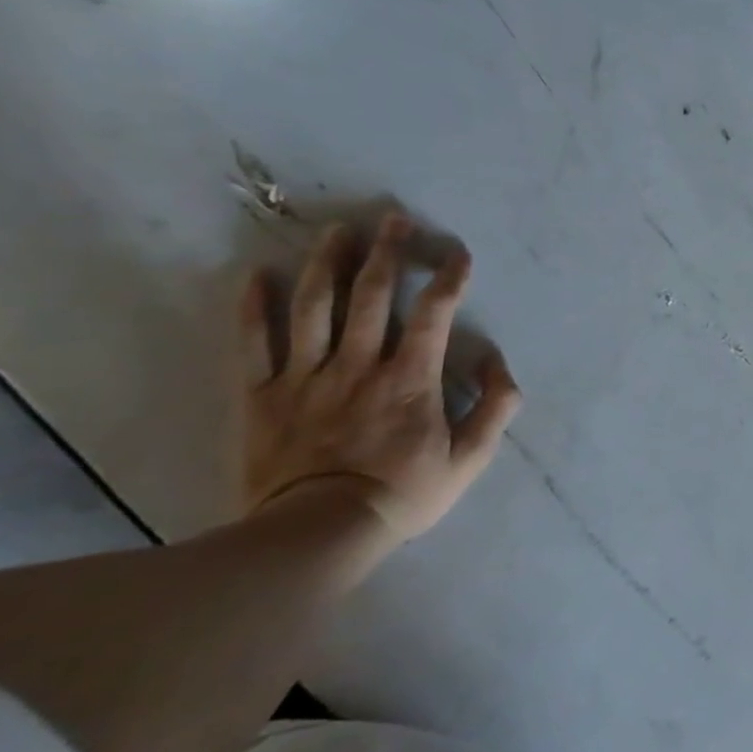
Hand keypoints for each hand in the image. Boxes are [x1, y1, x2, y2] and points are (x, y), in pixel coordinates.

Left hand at [238, 214, 520, 544]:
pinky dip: (253, 307)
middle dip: (386, 253)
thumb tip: (498, 363)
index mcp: (411, 378)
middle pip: (371, 296)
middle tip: (393, 219)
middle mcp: (359, 364)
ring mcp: (306, 376)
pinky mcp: (262, 395)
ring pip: (314, 307)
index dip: (448, 278)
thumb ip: (495, 407)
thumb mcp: (470, 458)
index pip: (434, 313)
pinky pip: (253, 343)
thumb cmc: (404, 492)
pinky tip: (258, 275)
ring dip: (327, 264)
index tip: (457, 254)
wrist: (319, 532)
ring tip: (337, 232)